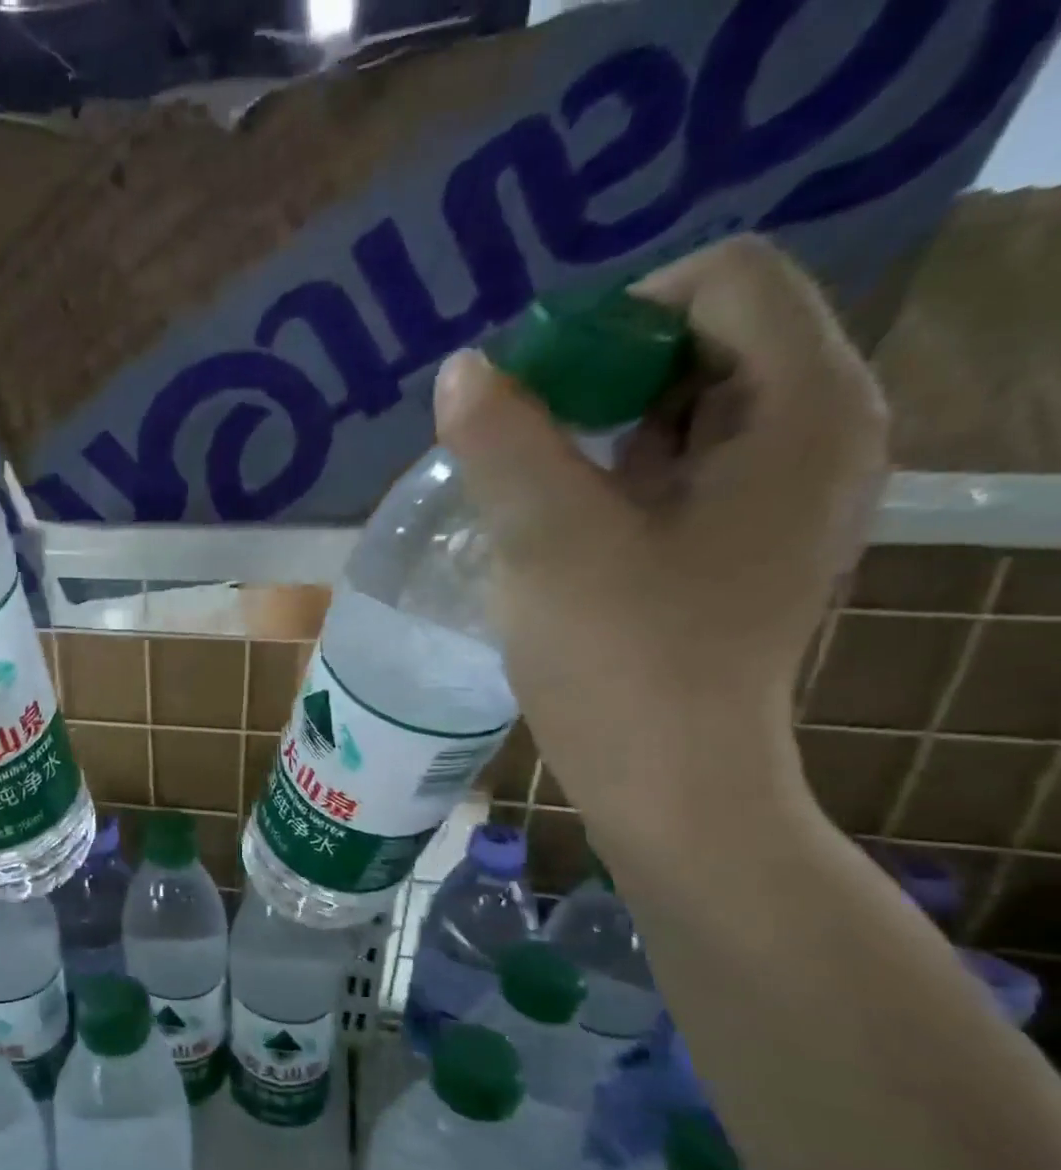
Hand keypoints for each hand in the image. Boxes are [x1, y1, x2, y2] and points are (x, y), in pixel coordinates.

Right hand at [437, 236, 888, 837]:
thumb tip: (462, 369)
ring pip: (690, 400)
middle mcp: (820, 430)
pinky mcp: (747, 535)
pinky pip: (684, 459)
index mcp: (803, 409)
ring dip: (599, 423)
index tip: (538, 396)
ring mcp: (787, 489)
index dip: (617, 317)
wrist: (668, 777)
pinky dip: (616, 466)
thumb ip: (503, 441)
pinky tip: (563, 517)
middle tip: (524, 439)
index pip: (724, 280)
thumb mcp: (548, 541)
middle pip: (710, 334)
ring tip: (533, 481)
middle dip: (601, 372)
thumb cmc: (621, 659)